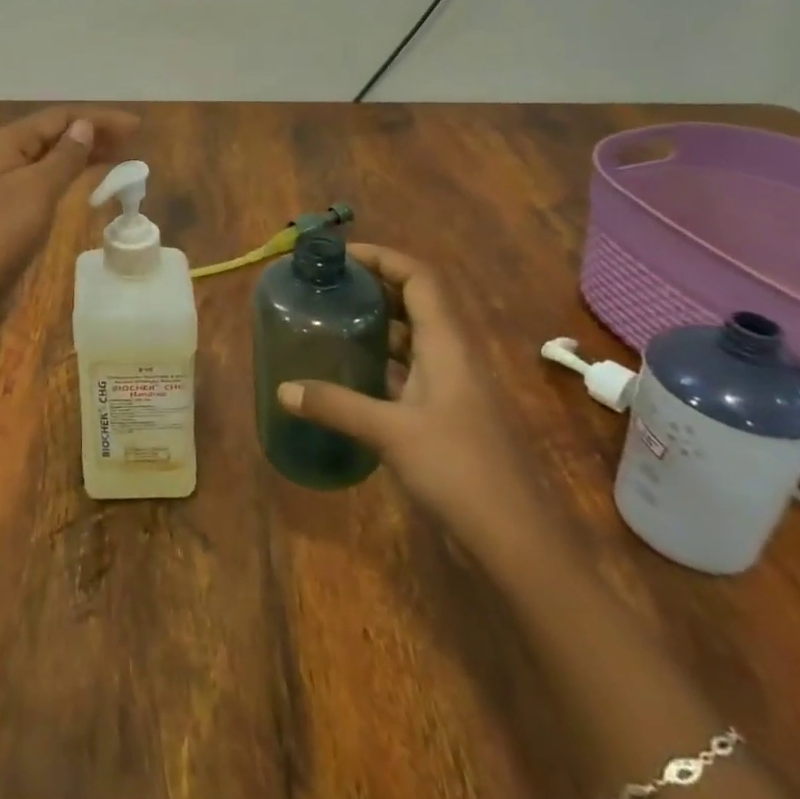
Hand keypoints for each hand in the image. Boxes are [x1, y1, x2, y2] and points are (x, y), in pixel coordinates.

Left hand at [0, 105, 140, 317]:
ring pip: (52, 158)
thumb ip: (64, 156)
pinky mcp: (12, 209)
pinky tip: (91, 181)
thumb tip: (85, 125)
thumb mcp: (38, 189)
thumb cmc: (0, 232)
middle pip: (55, 134)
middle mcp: (5, 156)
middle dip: (94, 134)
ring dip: (85, 154)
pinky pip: (48, 181)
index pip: (59, 117)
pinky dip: (71, 176)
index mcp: (7, 142)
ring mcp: (7, 183)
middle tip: (133, 141)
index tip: (136, 127)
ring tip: (121, 156)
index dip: (98, 118)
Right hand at [275, 244, 553, 556]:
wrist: (517, 542)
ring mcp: (452, 386)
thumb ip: (335, 405)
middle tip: (327, 284)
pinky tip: (349, 369)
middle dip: (373, 285)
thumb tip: (282, 389)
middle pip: (415, 300)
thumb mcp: (390, 433)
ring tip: (330, 318)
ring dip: (376, 321)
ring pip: (412, 336)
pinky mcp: (446, 414)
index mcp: (447, 344)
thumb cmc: (460, 471)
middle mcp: (452, 355)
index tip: (339, 256)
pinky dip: (381, 359)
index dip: (382, 257)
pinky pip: (409, 368)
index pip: (418, 277)